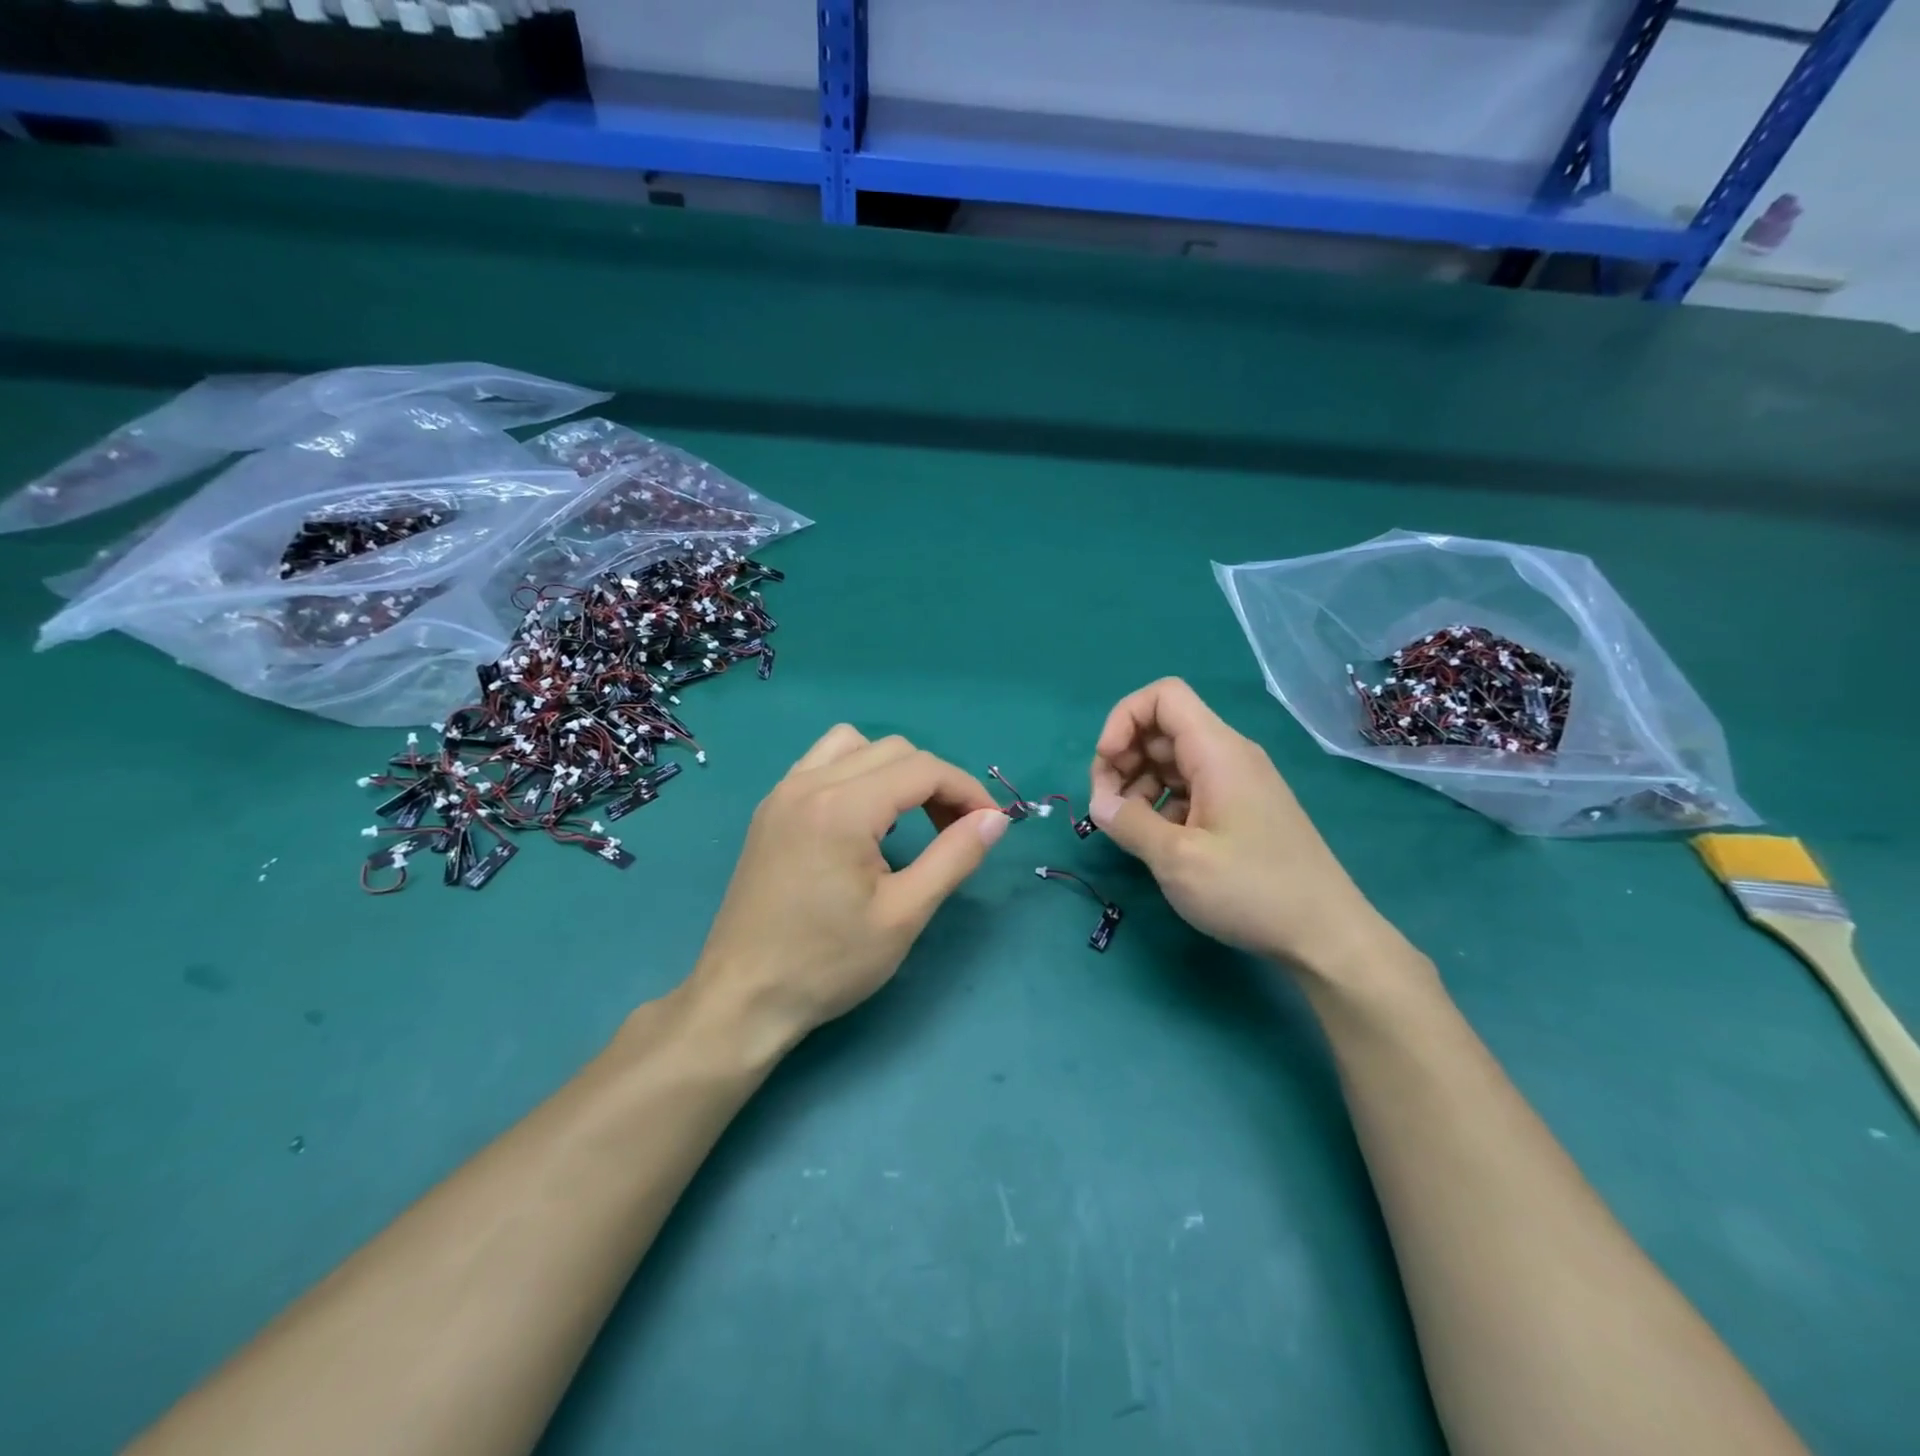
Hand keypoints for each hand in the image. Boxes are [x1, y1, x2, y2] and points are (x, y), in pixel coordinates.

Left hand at [688, 726, 1008, 1049]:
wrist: (743, 998)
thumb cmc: (827, 964)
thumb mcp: (904, 915)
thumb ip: (954, 857)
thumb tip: (994, 820)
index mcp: (843, 807)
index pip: (923, 769)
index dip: (967, 790)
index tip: (991, 824)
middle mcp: (808, 783)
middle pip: (893, 750)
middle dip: (936, 781)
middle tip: (957, 829)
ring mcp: (783, 793)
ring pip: (854, 745)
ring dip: (894, 769)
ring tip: (911, 817)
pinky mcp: (770, 810)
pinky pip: (822, 764)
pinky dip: (857, 774)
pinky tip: (864, 820)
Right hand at [1089, 678, 1402, 979]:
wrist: (1327, 936)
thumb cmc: (1251, 890)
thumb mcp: (1177, 859)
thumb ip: (1129, 824)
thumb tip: (1099, 804)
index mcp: (1217, 751)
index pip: (1163, 696)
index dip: (1123, 719)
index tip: (1106, 767)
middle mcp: (1229, 756)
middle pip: (1162, 729)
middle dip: (1123, 759)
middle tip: (1105, 806)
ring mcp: (1237, 783)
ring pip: (1172, 761)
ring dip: (1138, 785)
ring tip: (1126, 828)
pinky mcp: (1241, 811)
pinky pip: (1190, 789)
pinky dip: (1162, 804)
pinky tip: (1156, 841)